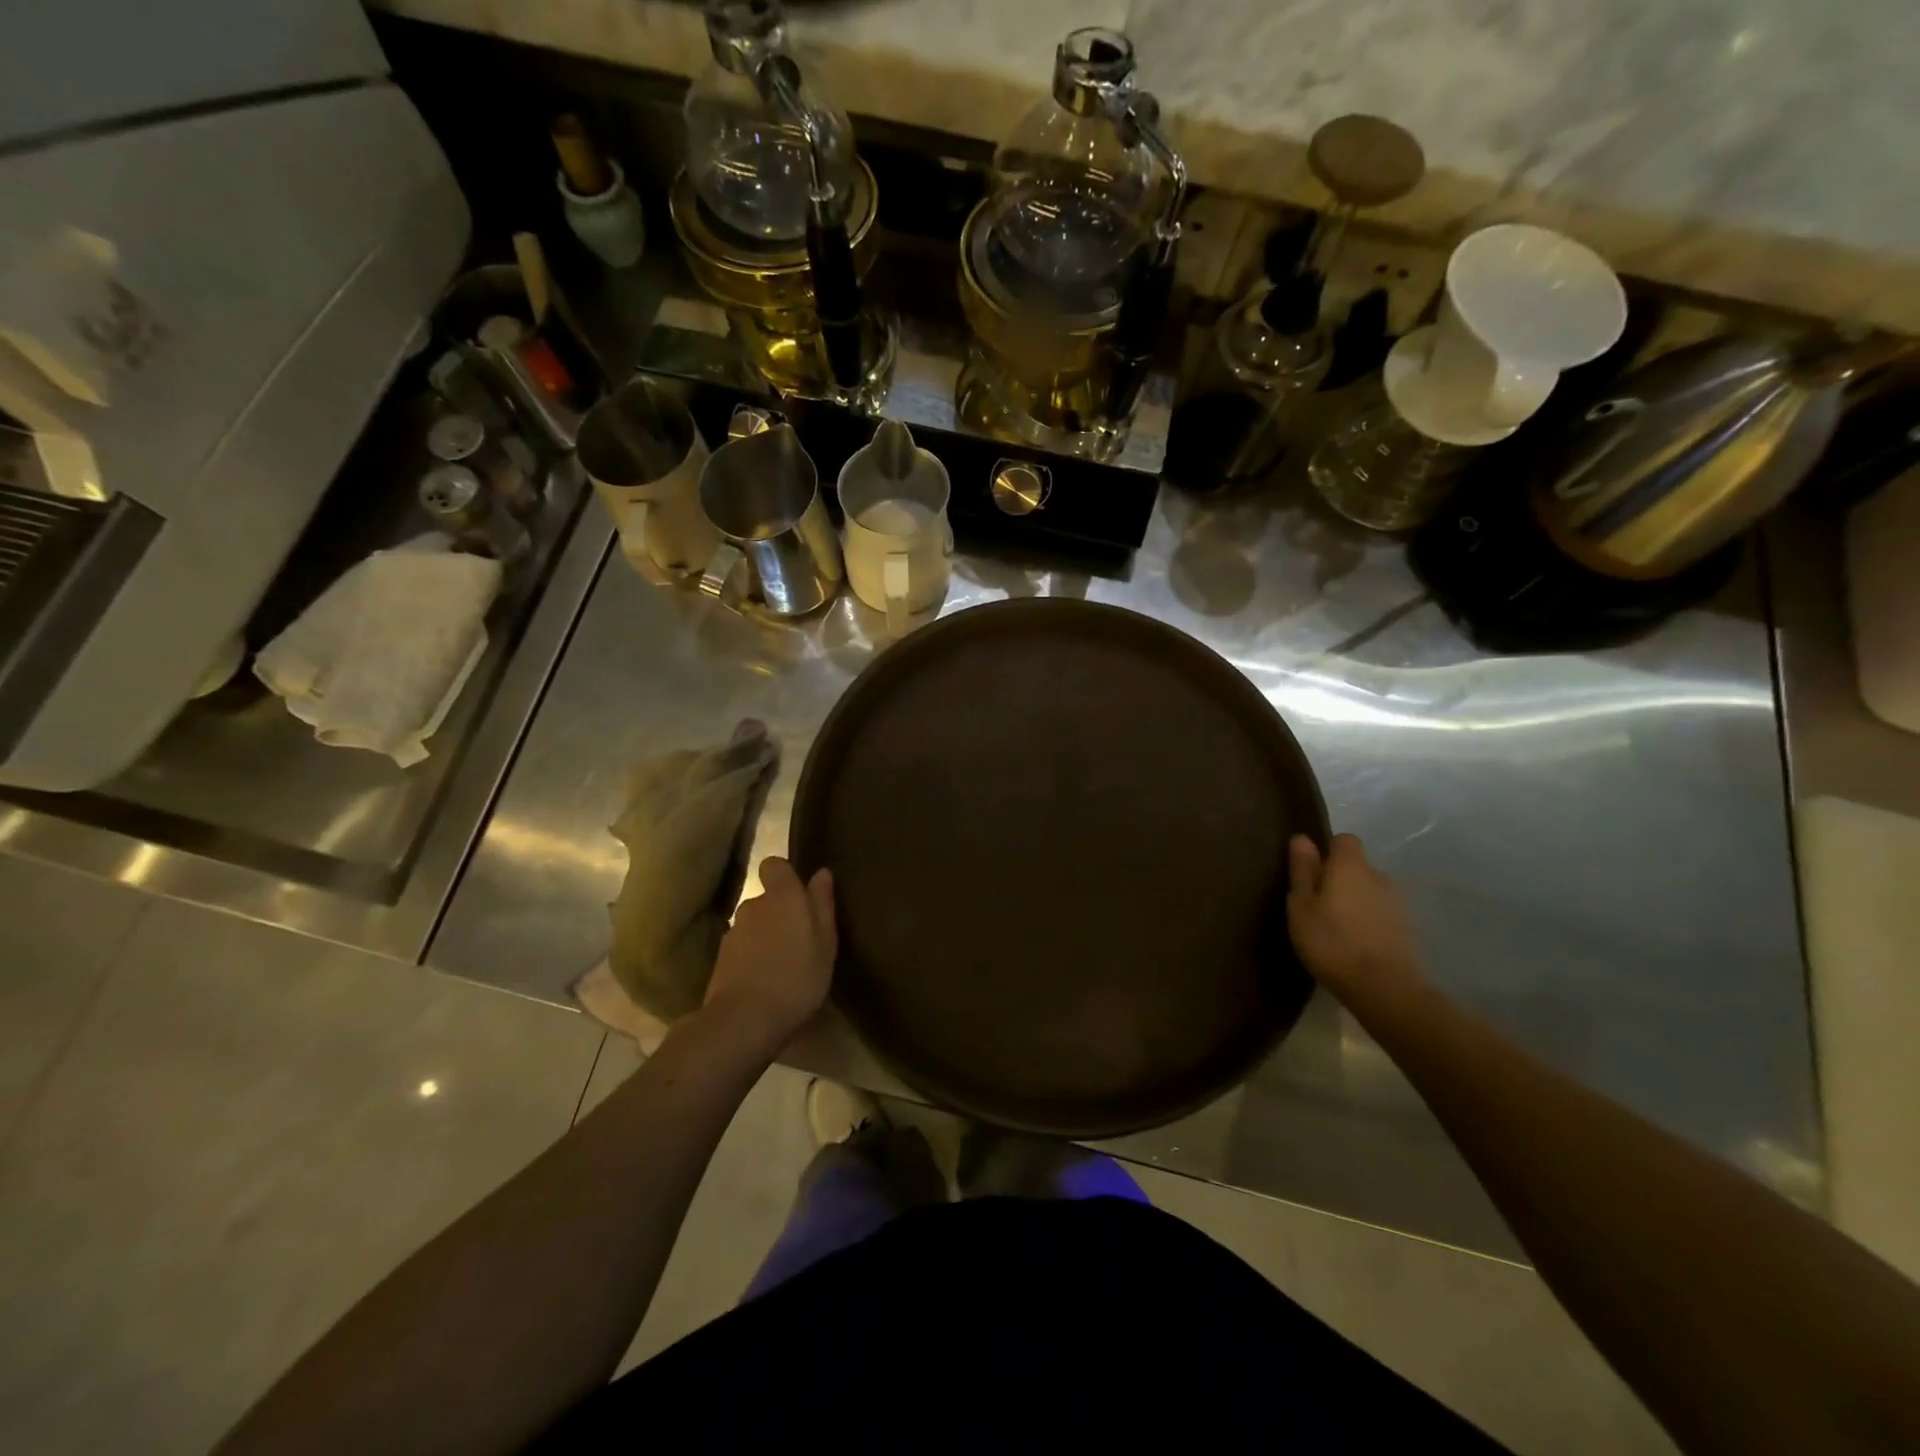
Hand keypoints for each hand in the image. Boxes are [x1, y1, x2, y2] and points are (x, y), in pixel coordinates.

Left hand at [702, 857, 836, 1057]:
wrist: (743, 1020)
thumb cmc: (797, 977)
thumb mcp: (825, 943)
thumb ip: (822, 904)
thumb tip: (821, 873)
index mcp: (782, 896)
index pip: (774, 865)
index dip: (786, 876)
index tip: (801, 895)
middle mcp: (754, 905)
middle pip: (766, 898)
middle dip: (780, 912)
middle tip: (801, 939)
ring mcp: (734, 932)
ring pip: (754, 924)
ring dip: (766, 936)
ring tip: (783, 964)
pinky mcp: (721, 959)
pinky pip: (743, 948)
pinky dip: (753, 957)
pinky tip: (766, 981)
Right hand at [1286, 833, 1425, 1006]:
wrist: (1384, 988)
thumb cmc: (1331, 941)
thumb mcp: (1301, 905)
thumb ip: (1302, 871)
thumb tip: (1302, 838)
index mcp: (1351, 866)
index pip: (1343, 840)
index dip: (1327, 852)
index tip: (1310, 874)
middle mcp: (1378, 876)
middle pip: (1356, 867)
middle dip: (1339, 879)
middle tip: (1316, 906)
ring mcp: (1396, 903)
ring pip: (1369, 891)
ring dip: (1353, 901)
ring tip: (1334, 928)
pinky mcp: (1406, 928)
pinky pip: (1380, 913)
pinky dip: (1367, 921)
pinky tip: (1354, 944)